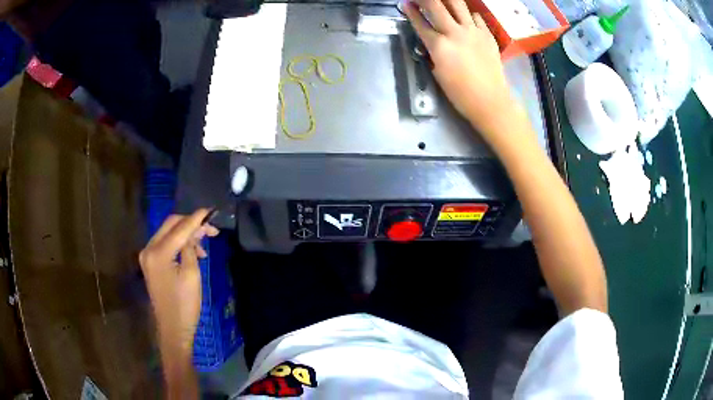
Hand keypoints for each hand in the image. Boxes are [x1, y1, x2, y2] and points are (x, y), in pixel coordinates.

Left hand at [139, 209, 218, 355]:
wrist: (173, 328)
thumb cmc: (185, 305)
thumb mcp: (192, 275)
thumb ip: (190, 247)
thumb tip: (194, 231)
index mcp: (158, 253)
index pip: (179, 228)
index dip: (196, 219)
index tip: (211, 210)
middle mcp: (148, 249)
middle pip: (170, 225)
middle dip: (190, 224)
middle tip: (210, 229)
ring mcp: (147, 256)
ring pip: (168, 233)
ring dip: (185, 234)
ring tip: (203, 246)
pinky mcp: (150, 263)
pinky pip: (165, 244)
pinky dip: (178, 243)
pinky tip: (192, 252)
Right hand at [403, 0, 516, 134]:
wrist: (491, 100)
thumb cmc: (460, 93)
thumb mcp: (438, 73)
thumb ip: (433, 52)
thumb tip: (431, 41)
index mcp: (439, 46)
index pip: (420, 23)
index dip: (410, 12)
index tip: (405, 4)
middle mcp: (455, 33)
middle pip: (436, 6)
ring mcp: (473, 31)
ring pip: (458, 5)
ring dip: (447, 0)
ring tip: (443, 1)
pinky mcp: (487, 34)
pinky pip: (476, 16)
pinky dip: (468, 13)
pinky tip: (465, 16)